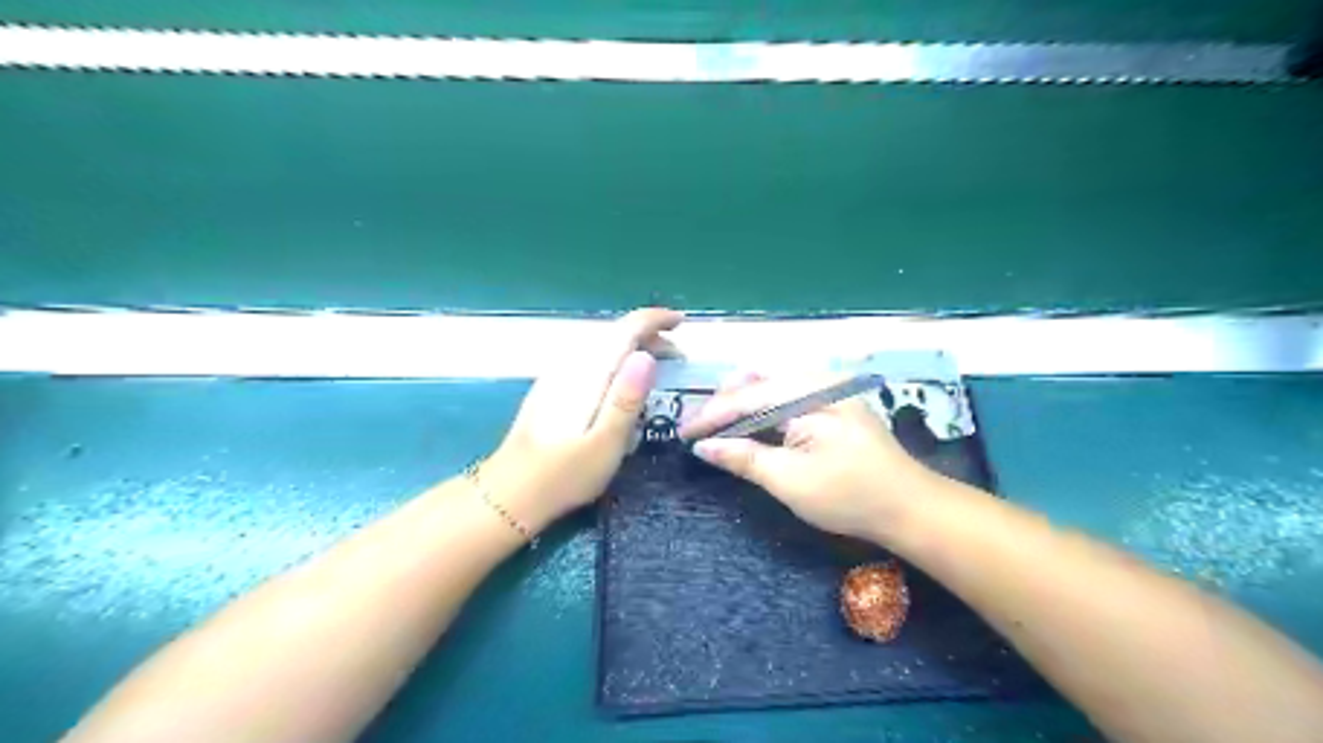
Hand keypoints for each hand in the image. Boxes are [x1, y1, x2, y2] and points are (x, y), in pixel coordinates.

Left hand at [480, 306, 682, 534]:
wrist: (511, 494)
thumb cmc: (565, 475)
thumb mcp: (606, 443)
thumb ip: (627, 399)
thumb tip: (647, 355)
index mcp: (589, 373)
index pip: (625, 328)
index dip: (656, 319)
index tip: (682, 324)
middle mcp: (571, 365)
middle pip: (614, 333)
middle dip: (649, 334)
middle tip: (677, 356)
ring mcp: (557, 376)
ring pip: (601, 345)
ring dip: (632, 346)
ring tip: (656, 365)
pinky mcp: (551, 389)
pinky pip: (591, 358)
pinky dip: (614, 359)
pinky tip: (620, 381)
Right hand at [683, 376, 940, 543]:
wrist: (910, 506)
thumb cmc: (849, 495)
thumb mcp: (789, 481)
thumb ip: (744, 458)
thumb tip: (703, 446)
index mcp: (808, 393)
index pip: (745, 397)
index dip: (710, 415)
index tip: (683, 432)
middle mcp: (819, 378)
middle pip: (758, 376)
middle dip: (726, 399)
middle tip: (703, 426)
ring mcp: (831, 387)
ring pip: (774, 380)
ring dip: (745, 399)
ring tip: (723, 423)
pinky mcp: (837, 401)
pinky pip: (791, 390)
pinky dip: (767, 404)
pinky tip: (756, 422)